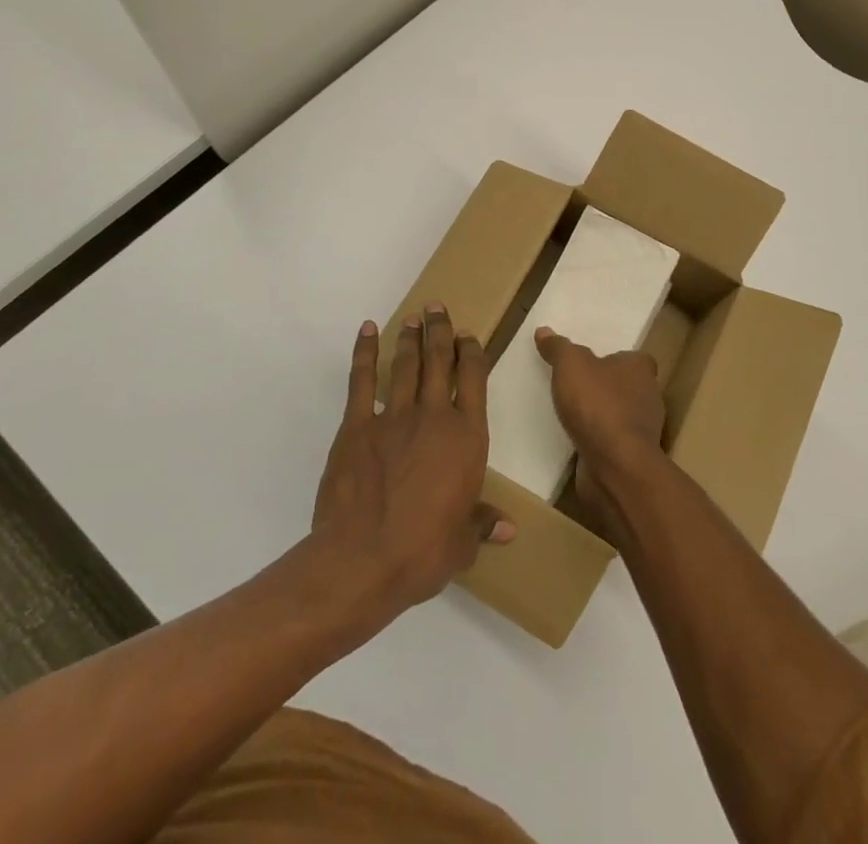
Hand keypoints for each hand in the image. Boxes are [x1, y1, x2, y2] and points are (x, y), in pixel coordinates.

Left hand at [312, 306, 513, 614]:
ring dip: (410, 339)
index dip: (472, 354)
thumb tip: (510, 529)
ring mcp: (394, 417)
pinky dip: (365, 352)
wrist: (363, 559)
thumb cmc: (423, 552)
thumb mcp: (462, 544)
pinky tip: (368, 331)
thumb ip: (483, 525)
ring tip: (413, 317)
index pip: (474, 381)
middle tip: (437, 308)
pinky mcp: (357, 425)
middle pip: (440, 362)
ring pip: (406, 366)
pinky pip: (362, 381)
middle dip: (440, 331)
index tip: (468, 336)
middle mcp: (434, 417)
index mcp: (467, 438)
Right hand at [534, 326, 667, 521]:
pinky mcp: (633, 457)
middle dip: (606, 387)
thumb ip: (558, 348)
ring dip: (602, 416)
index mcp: (640, 368)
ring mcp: (643, 430)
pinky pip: (613, 442)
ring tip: (572, 414)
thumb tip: (544, 330)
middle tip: (577, 386)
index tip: (593, 362)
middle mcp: (648, 396)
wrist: (615, 466)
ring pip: (621, 415)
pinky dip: (598, 440)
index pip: (634, 358)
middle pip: (628, 386)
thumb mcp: (570, 366)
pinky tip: (577, 440)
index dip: (615, 359)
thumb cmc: (598, 405)